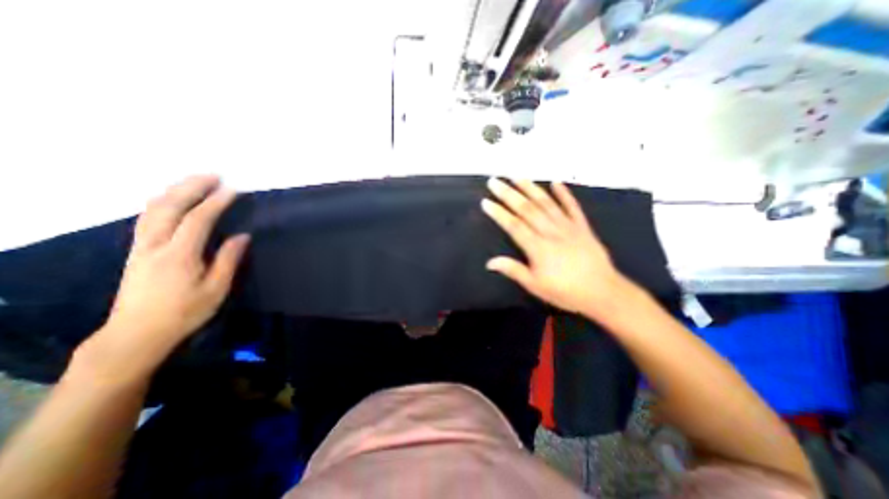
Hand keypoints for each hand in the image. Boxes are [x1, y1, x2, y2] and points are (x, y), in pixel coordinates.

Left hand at [81, 176, 249, 373]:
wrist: (136, 333)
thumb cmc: (185, 312)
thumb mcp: (216, 289)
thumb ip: (229, 260)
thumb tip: (242, 236)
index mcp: (179, 255)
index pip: (198, 219)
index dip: (216, 202)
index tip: (233, 190)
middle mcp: (155, 245)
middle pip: (169, 207)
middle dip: (192, 187)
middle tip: (213, 176)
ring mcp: (141, 247)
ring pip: (153, 209)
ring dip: (175, 191)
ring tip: (195, 181)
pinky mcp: (136, 251)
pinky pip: (146, 218)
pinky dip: (161, 202)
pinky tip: (172, 199)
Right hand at [484, 180, 627, 317]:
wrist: (602, 292)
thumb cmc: (565, 291)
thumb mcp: (535, 285)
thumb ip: (513, 270)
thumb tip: (490, 262)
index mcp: (537, 247)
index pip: (513, 225)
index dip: (499, 213)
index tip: (486, 201)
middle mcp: (550, 232)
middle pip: (526, 209)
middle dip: (508, 194)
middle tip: (495, 181)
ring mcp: (567, 226)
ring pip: (546, 203)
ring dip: (530, 188)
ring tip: (517, 176)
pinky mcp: (582, 226)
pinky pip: (572, 207)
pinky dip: (564, 194)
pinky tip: (556, 182)